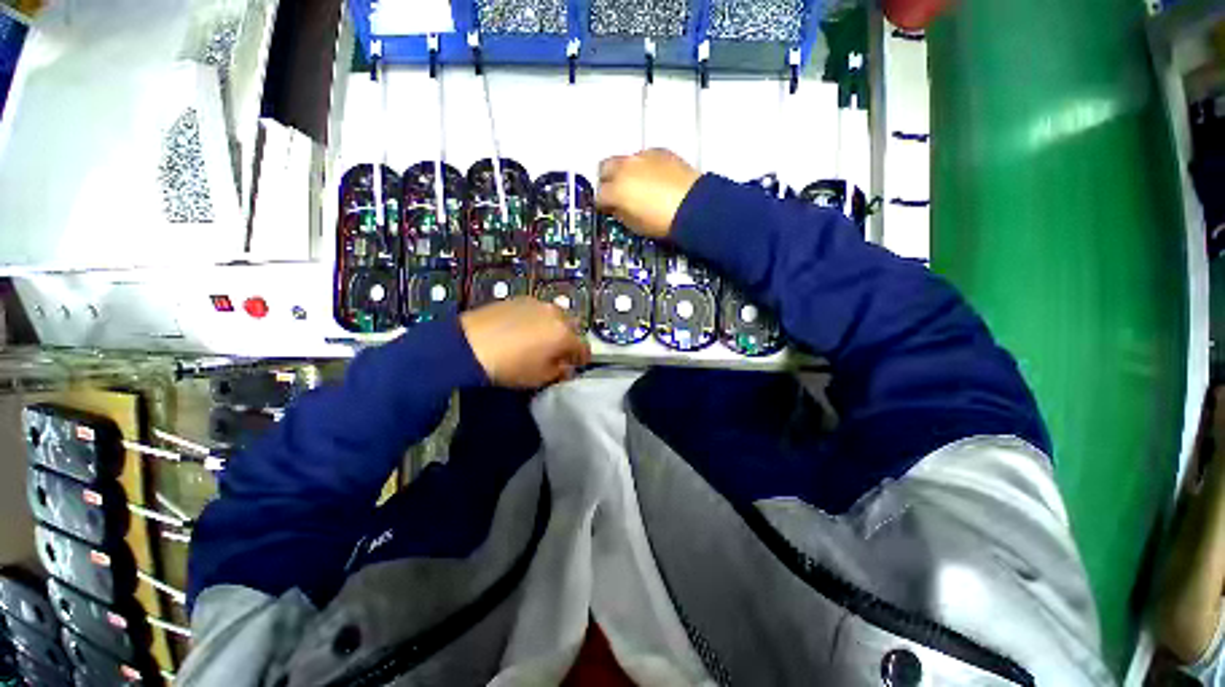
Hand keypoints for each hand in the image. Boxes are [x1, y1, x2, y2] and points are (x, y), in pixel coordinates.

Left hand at [460, 297, 590, 388]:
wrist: (468, 345)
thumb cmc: (509, 367)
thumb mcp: (539, 378)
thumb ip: (559, 372)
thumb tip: (566, 367)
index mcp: (564, 334)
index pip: (584, 347)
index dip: (581, 359)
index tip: (574, 365)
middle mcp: (556, 314)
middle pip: (572, 327)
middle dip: (569, 340)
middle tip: (557, 353)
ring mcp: (537, 304)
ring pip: (555, 316)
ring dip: (553, 328)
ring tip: (539, 340)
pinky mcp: (519, 299)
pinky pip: (537, 310)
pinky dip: (537, 320)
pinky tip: (523, 330)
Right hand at [596, 149, 700, 239]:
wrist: (693, 206)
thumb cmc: (661, 222)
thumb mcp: (635, 225)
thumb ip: (620, 213)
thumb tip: (616, 208)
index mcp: (616, 190)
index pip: (599, 195)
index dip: (603, 205)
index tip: (608, 210)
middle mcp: (624, 168)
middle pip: (604, 168)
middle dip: (607, 180)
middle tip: (616, 193)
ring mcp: (642, 157)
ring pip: (624, 160)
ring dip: (625, 171)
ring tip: (637, 185)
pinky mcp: (660, 151)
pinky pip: (644, 157)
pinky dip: (643, 167)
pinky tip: (654, 179)